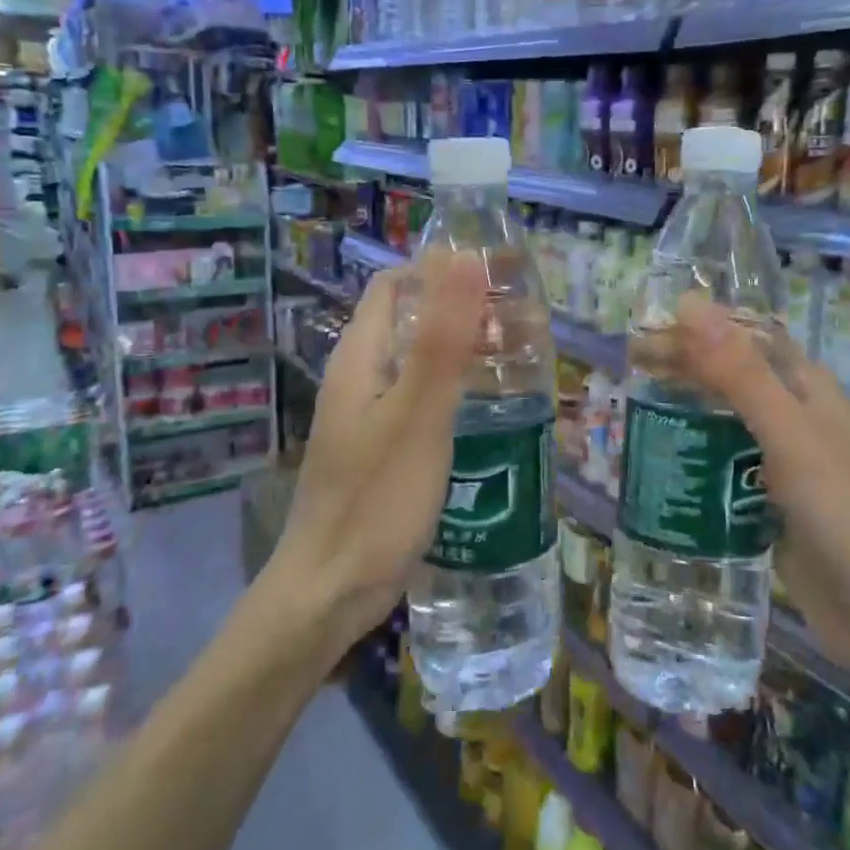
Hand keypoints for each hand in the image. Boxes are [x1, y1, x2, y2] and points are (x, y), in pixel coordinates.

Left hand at [265, 254, 488, 652]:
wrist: (330, 591)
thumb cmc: (377, 498)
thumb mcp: (418, 413)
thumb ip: (442, 338)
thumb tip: (464, 258)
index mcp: (360, 358)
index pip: (394, 285)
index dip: (439, 270)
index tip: (495, 277)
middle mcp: (359, 379)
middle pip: (407, 321)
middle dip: (459, 311)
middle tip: (518, 322)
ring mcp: (367, 418)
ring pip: (415, 363)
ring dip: (460, 351)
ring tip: (516, 360)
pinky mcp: (380, 451)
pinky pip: (418, 402)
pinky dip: (453, 391)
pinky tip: (487, 410)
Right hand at [668, 295, 849, 687]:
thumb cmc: (847, 514)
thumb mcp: (790, 435)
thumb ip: (740, 374)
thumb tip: (689, 305)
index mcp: (808, 392)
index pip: (748, 340)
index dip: (701, 328)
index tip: (648, 329)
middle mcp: (797, 423)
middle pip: (733, 382)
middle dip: (685, 372)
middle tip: (628, 371)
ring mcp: (785, 471)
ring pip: (726, 430)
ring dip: (686, 419)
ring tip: (632, 415)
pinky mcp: (772, 513)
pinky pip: (726, 478)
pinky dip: (695, 468)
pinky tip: (660, 472)